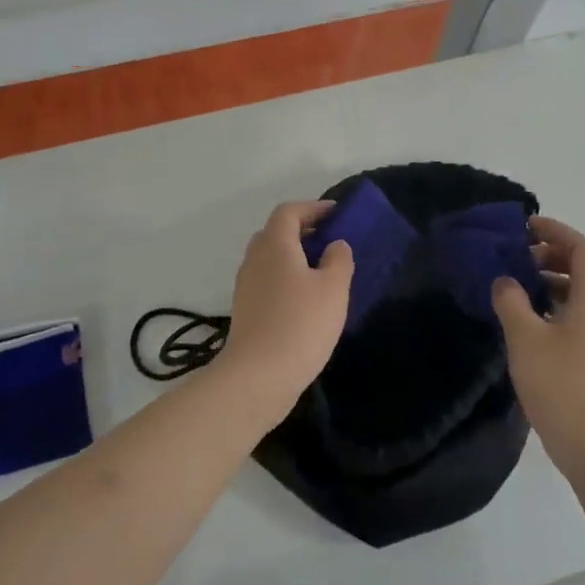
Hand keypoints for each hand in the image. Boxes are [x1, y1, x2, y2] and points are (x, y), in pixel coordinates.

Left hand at [221, 201, 354, 418]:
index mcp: (274, 245)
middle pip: (276, 233)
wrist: (258, 376)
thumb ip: (339, 259)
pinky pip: (268, 282)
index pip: (289, 212)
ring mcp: (246, 286)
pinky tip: (307, 301)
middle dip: (302, 231)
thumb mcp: (333, 288)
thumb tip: (334, 245)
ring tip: (323, 272)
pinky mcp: (246, 310)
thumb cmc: (301, 324)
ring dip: (294, 257)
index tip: (337, 213)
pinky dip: (287, 279)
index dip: (313, 207)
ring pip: (270, 259)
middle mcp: (255, 259)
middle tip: (330, 241)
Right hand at [492, 215, 584, 479]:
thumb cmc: (560, 383)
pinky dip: (555, 305)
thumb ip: (511, 301)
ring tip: (517, 287)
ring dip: (551, 281)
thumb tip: (505, 281)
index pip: (581, 248)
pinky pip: (578, 315)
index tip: (525, 226)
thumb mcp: (525, 337)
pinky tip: (528, 321)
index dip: (555, 231)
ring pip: (580, 293)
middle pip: (584, 268)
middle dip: (551, 255)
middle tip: (517, 257)